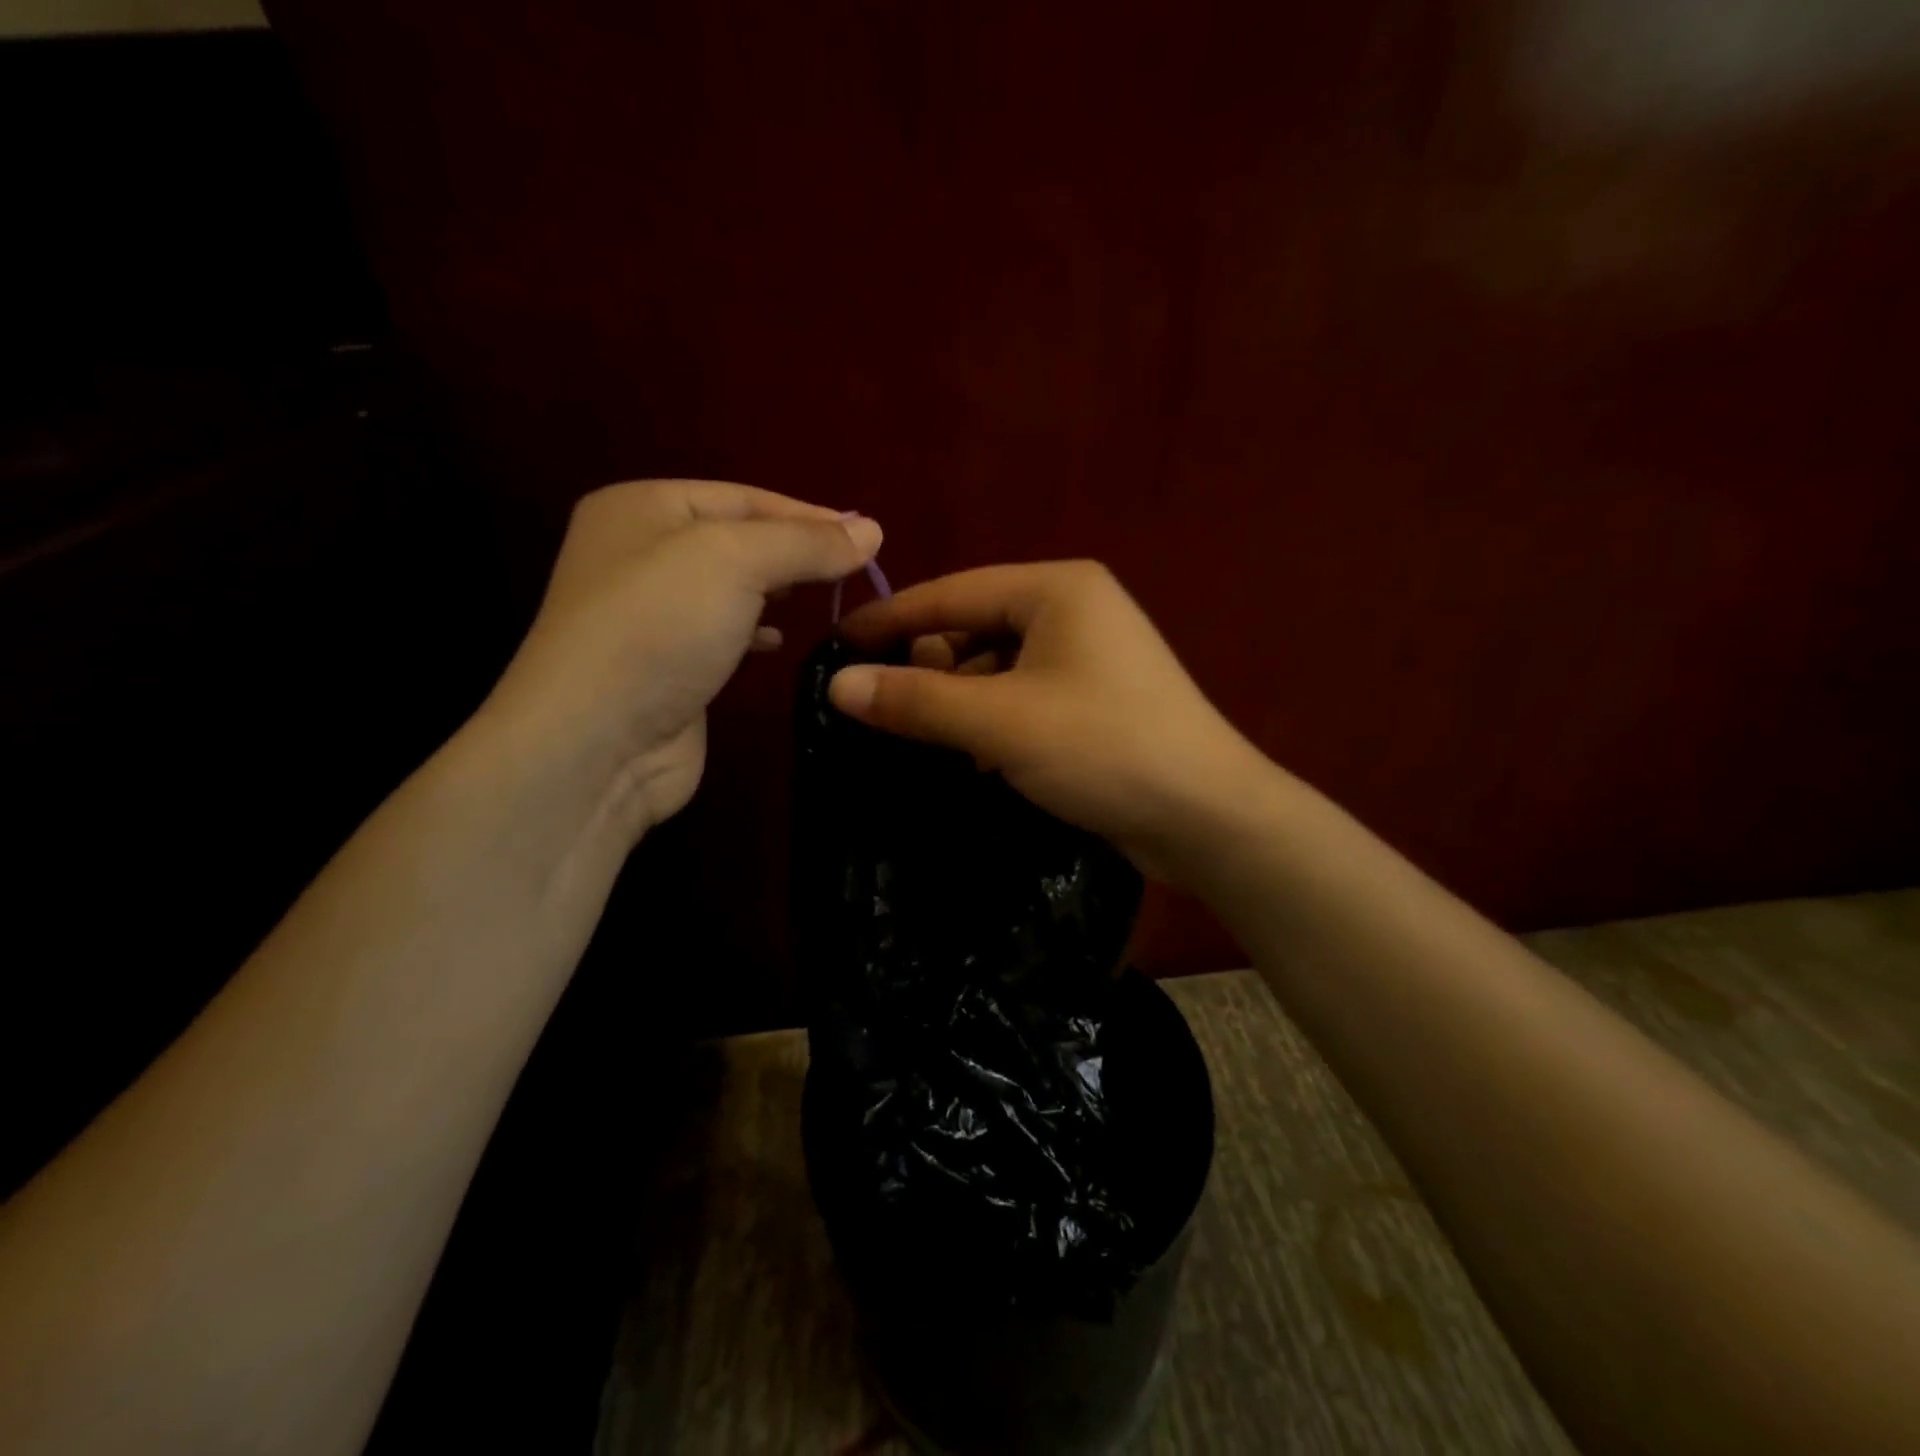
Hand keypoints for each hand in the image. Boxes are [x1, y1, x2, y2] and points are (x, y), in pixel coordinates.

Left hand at [484, 479, 881, 842]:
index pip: (744, 497)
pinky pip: (722, 632)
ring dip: (779, 589)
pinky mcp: (666, 664)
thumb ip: (805, 543)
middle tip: (854, 568)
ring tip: (827, 596)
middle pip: (738, 539)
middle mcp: (640, 552)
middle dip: (796, 551)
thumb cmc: (661, 628)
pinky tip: (780, 642)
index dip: (809, 515)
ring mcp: (649, 613)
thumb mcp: (736, 562)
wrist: (598, 742)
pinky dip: (756, 631)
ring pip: (731, 587)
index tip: (868, 538)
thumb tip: (872, 530)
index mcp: (643, 507)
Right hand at [830, 561, 1273, 882]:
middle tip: (891, 712)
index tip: (836, 645)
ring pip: (996, 668)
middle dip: (930, 669)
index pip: (952, 593)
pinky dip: (992, 721)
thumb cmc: (1104, 749)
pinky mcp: (1095, 700)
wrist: (1208, 817)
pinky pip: (1022, 697)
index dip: (890, 619)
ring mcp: (1089, 657)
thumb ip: (917, 700)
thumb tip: (838, 686)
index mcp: (1056, 589)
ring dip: (960, 701)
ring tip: (930, 740)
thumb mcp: (1000, 722)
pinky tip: (976, 756)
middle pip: (974, 628)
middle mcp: (1074, 610)